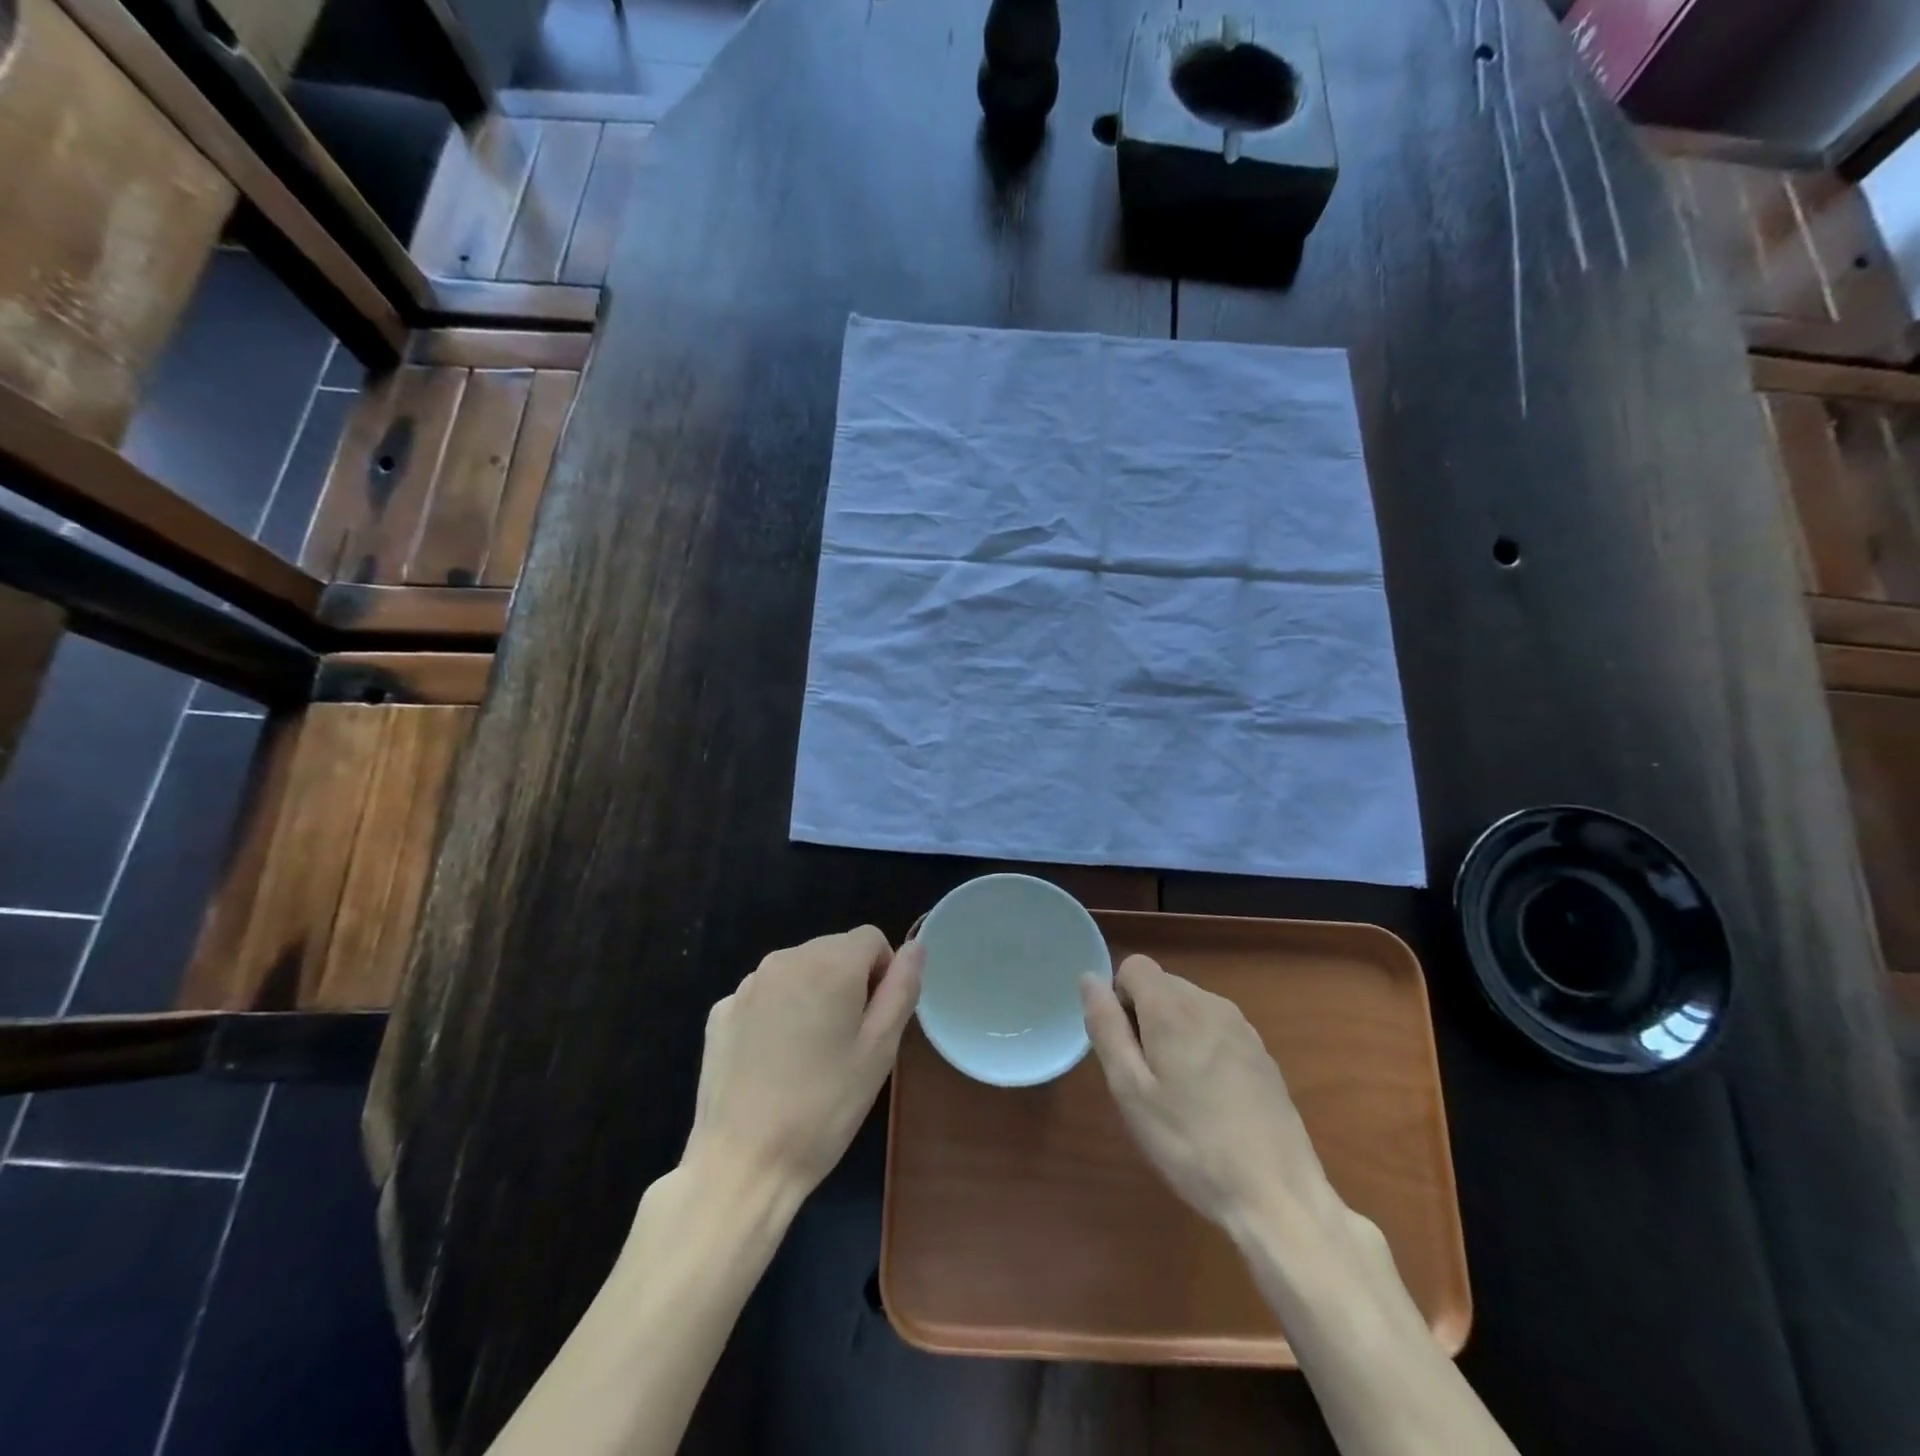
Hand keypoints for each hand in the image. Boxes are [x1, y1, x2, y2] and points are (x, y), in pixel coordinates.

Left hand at [683, 928, 922, 1205]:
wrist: (741, 1164)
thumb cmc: (823, 1108)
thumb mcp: (879, 1050)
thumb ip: (902, 989)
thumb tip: (915, 948)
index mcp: (828, 964)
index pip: (871, 939)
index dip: (884, 973)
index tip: (876, 1020)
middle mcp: (784, 960)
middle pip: (833, 950)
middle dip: (848, 982)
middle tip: (847, 1042)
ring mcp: (746, 986)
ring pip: (798, 971)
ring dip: (812, 995)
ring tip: (810, 1054)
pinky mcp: (720, 1013)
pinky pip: (764, 996)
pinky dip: (776, 1013)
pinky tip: (773, 1061)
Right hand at [1081, 955, 1347, 1240]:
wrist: (1276, 1194)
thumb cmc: (1190, 1143)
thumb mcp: (1131, 1090)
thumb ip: (1106, 1027)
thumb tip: (1090, 979)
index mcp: (1174, 1008)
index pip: (1134, 966)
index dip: (1118, 1000)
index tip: (1125, 1049)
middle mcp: (1210, 1003)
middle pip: (1161, 985)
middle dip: (1144, 1018)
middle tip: (1147, 1079)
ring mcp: (1241, 1027)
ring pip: (1188, 1007)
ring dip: (1173, 1033)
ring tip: (1178, 1094)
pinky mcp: (1261, 1052)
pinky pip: (1215, 1029)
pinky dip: (1201, 1048)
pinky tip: (1211, 1101)